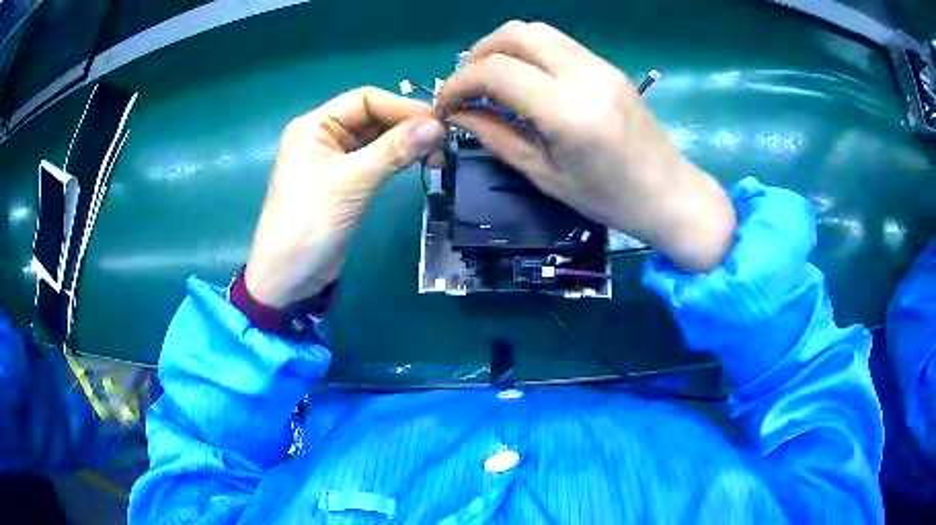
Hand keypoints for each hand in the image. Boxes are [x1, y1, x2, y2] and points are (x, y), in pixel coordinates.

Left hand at [246, 87, 444, 306]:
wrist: (289, 278)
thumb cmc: (309, 223)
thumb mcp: (352, 182)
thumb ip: (394, 150)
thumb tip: (438, 125)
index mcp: (315, 125)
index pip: (366, 99)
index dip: (402, 107)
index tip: (438, 123)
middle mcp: (325, 136)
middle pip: (374, 117)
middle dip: (408, 126)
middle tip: (443, 143)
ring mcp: (336, 160)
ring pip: (378, 139)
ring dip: (407, 143)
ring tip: (436, 157)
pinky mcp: (346, 183)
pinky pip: (377, 160)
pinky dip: (398, 160)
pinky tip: (419, 164)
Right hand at [436, 21, 735, 271]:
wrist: (669, 193)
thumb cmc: (609, 199)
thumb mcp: (545, 176)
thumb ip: (496, 137)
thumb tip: (457, 115)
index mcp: (567, 111)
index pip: (496, 71)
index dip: (459, 83)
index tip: (446, 104)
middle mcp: (584, 75)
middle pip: (514, 34)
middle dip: (477, 55)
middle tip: (466, 87)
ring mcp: (600, 65)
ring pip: (536, 30)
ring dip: (502, 48)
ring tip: (490, 80)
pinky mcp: (607, 65)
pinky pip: (558, 42)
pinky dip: (529, 52)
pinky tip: (524, 79)